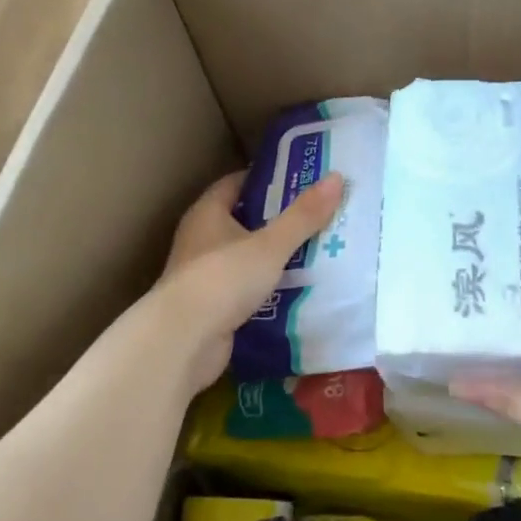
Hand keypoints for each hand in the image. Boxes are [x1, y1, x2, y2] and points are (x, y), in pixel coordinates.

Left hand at [147, 169, 346, 393]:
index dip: (267, 180)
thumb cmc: (222, 279)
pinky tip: (297, 288)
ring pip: (246, 256)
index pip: (236, 184)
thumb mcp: (269, 245)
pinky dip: (268, 286)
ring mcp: (205, 274)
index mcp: (208, 213)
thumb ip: (302, 216)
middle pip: (244, 220)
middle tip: (317, 215)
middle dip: (278, 218)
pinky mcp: (212, 306)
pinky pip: (246, 288)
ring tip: (316, 250)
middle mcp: (201, 239)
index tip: (300, 179)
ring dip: (274, 255)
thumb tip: (337, 178)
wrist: (183, 342)